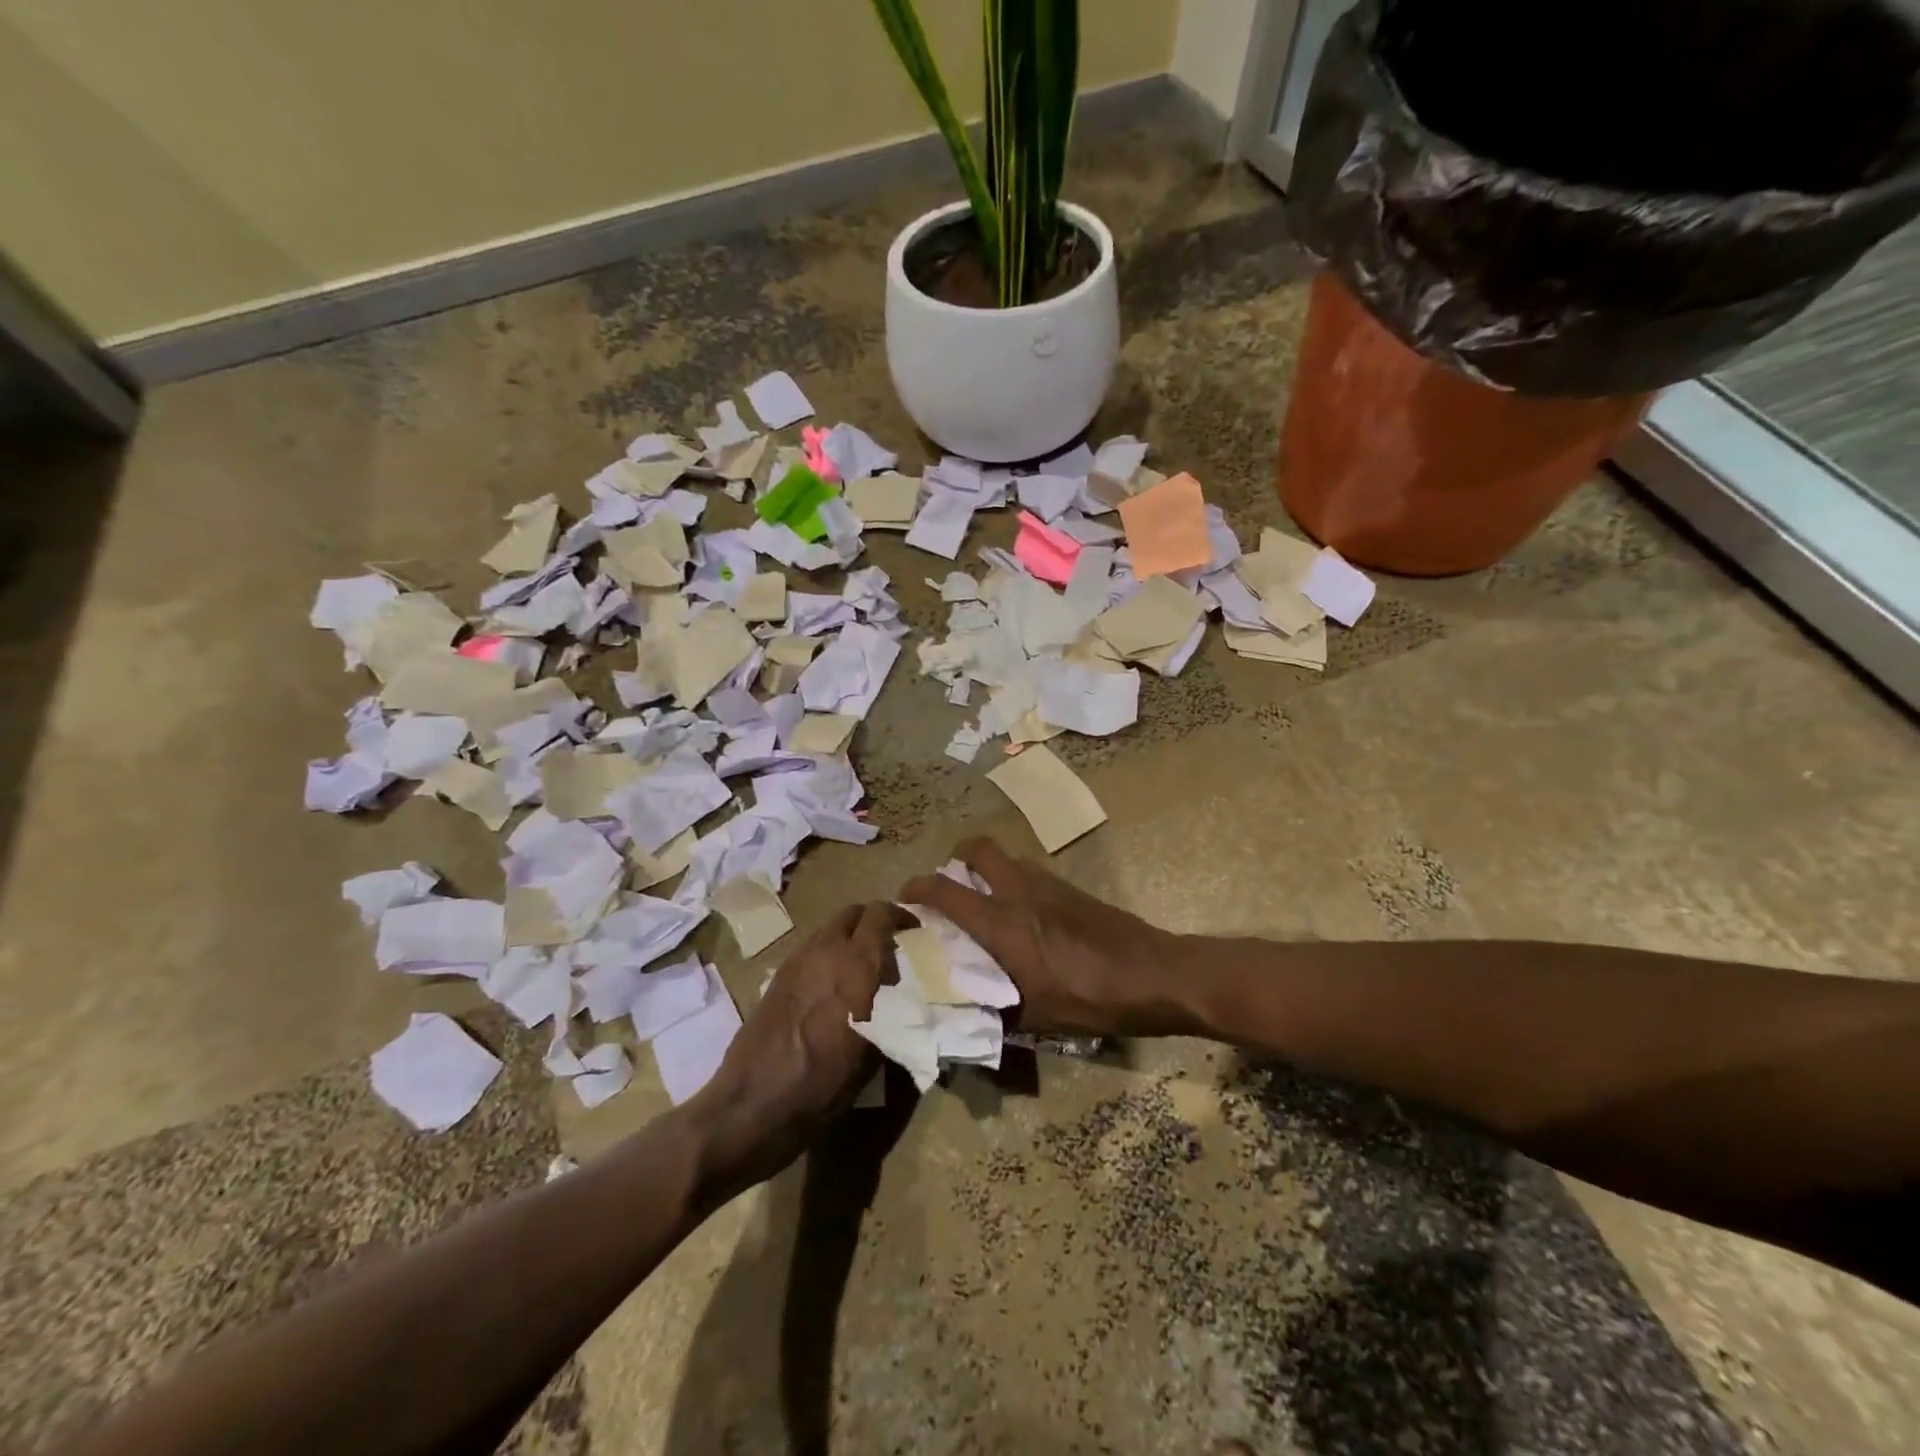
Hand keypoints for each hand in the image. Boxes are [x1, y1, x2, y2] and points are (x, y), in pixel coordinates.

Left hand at [689, 901, 910, 1198]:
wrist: (755, 1102)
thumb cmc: (825, 1082)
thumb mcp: (875, 1053)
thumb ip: (894, 1014)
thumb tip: (905, 1002)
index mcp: (858, 962)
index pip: (882, 913)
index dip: (900, 916)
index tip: (913, 932)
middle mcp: (827, 949)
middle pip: (854, 913)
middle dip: (873, 922)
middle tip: (887, 947)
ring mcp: (798, 959)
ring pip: (830, 930)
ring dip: (848, 939)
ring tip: (859, 970)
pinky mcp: (777, 976)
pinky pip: (811, 951)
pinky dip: (826, 956)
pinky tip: (830, 989)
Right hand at [898, 838, 1192, 1038]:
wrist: (1155, 974)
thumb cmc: (1091, 999)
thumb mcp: (1035, 1019)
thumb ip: (996, 1011)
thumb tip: (968, 1015)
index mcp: (1001, 923)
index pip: (945, 890)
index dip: (916, 889)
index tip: (904, 898)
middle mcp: (1019, 892)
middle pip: (976, 848)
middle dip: (955, 858)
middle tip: (949, 885)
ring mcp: (1048, 884)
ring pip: (1006, 857)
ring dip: (987, 869)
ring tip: (985, 901)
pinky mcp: (1071, 889)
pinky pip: (1030, 871)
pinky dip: (1015, 881)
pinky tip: (1024, 915)